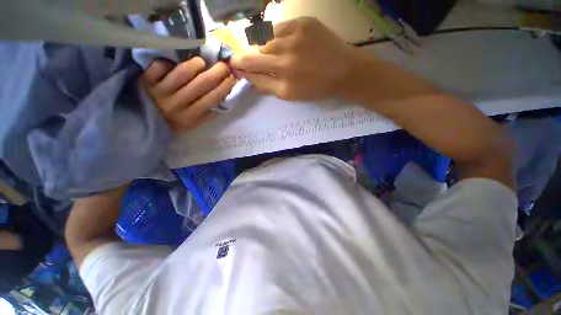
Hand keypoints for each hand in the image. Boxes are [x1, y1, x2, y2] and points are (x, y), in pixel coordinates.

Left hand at [140, 57, 236, 131]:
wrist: (140, 124)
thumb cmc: (171, 124)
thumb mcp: (191, 126)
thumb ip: (206, 116)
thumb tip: (221, 104)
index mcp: (190, 116)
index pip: (212, 99)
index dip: (224, 87)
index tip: (232, 78)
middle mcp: (177, 103)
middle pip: (201, 84)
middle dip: (217, 72)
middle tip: (224, 65)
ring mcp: (160, 91)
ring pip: (182, 73)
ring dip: (196, 64)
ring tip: (202, 62)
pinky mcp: (145, 81)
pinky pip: (159, 66)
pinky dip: (167, 62)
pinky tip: (173, 63)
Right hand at [230, 17, 357, 100]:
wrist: (343, 71)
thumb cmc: (315, 87)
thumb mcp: (290, 95)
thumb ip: (267, 86)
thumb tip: (248, 79)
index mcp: (283, 79)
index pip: (251, 69)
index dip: (239, 66)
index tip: (233, 64)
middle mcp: (285, 56)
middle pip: (254, 52)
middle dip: (248, 57)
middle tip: (248, 60)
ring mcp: (294, 35)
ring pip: (265, 39)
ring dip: (265, 48)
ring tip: (275, 55)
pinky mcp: (303, 22)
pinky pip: (279, 27)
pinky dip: (277, 36)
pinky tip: (286, 44)